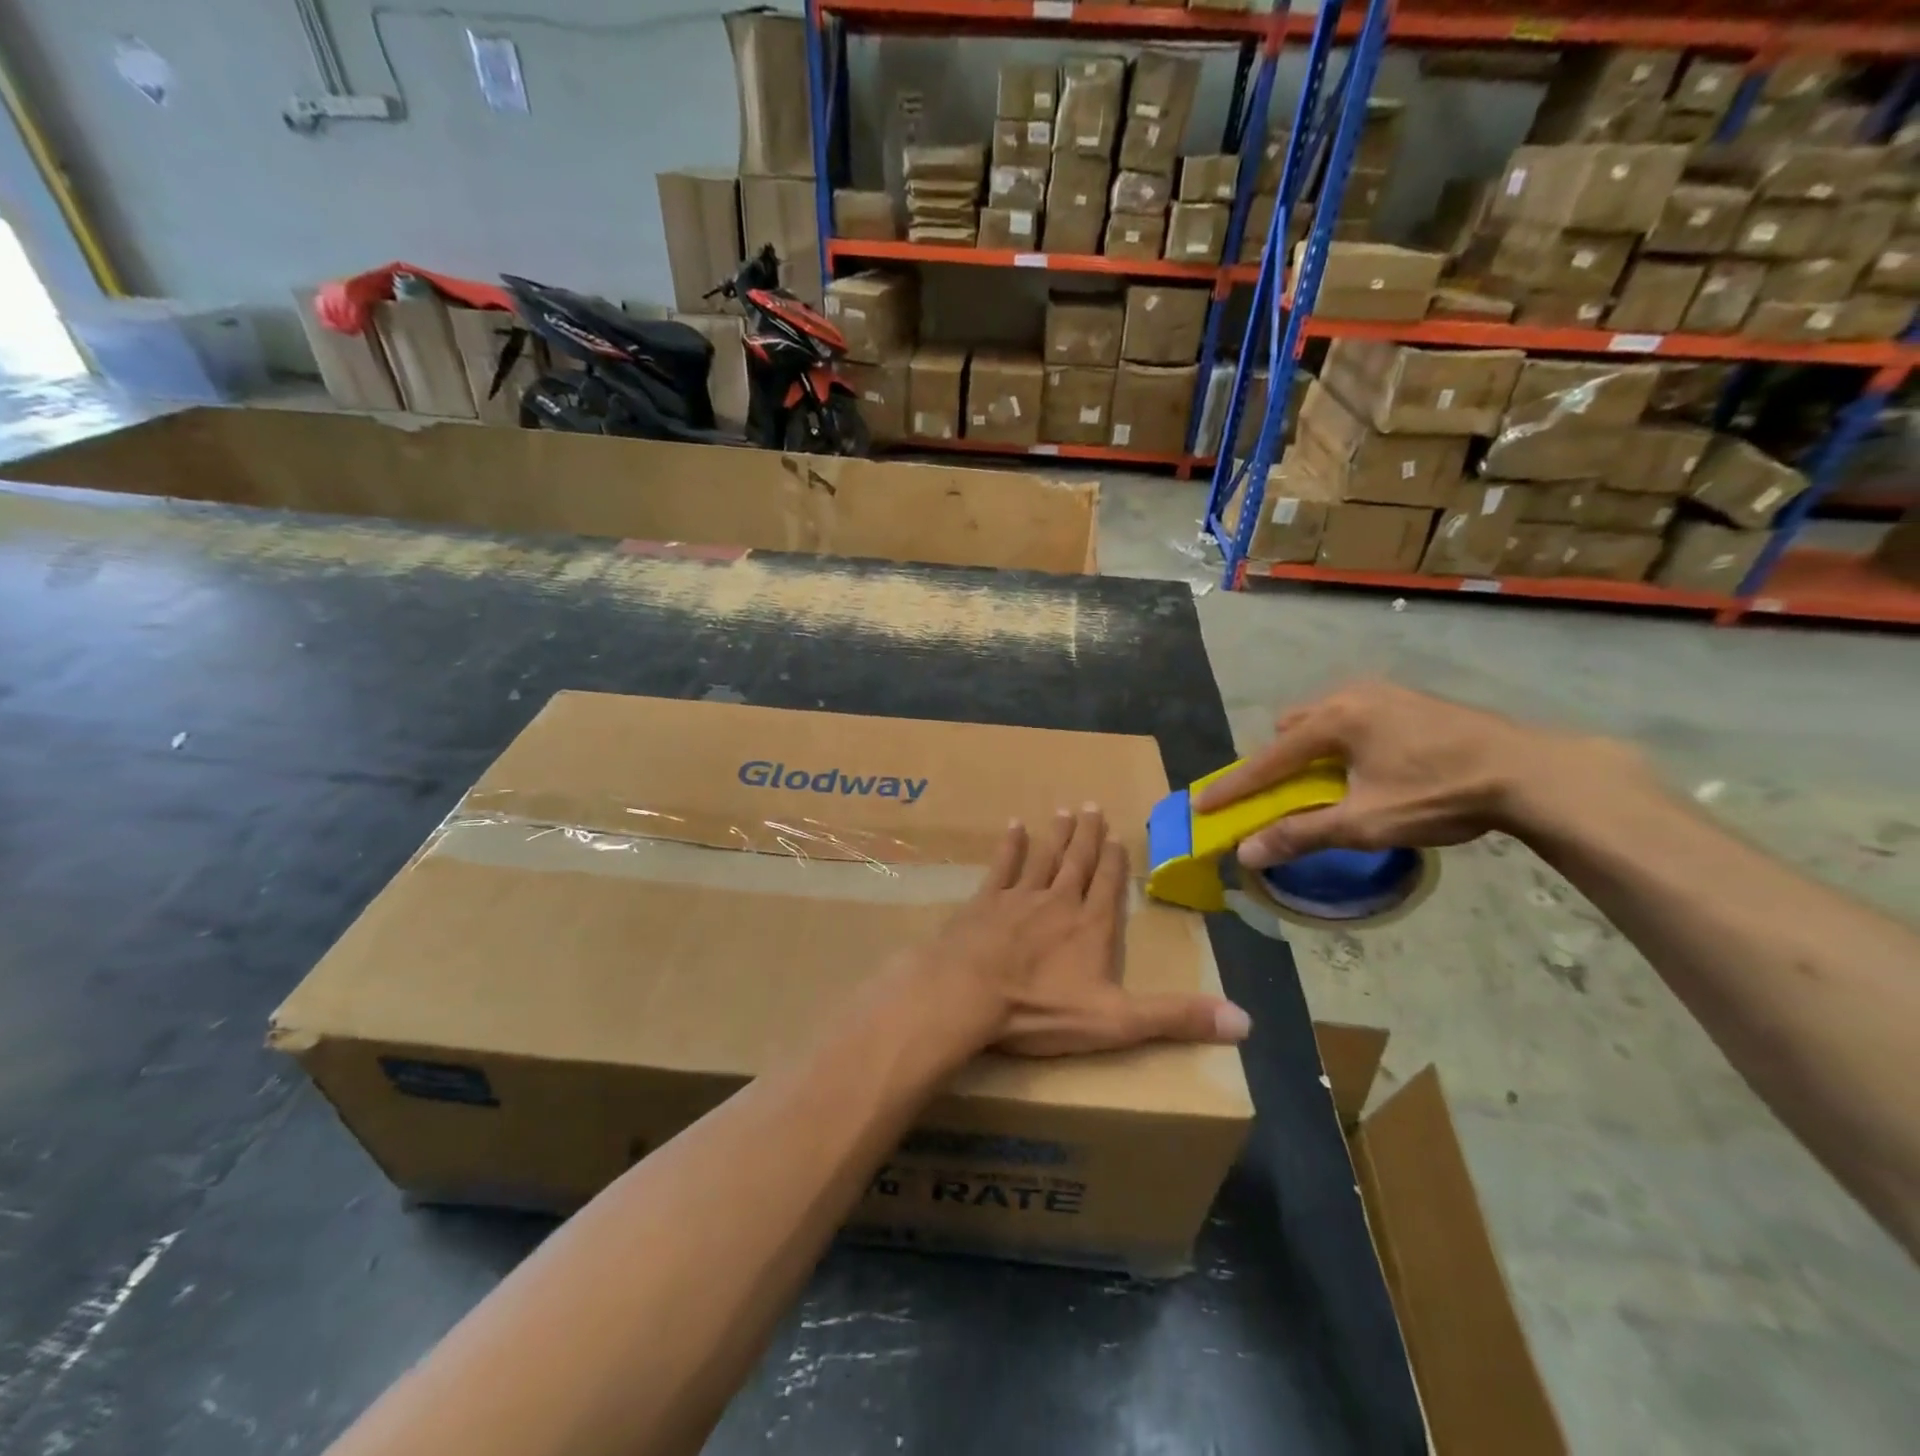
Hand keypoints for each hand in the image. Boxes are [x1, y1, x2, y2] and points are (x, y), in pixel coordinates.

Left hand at [914, 807, 1250, 1056]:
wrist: (968, 994)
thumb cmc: (1042, 1009)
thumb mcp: (1117, 1022)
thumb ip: (1176, 1017)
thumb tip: (1246, 1022)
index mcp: (1091, 926)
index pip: (1109, 885)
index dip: (1114, 861)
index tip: (1116, 836)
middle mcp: (1058, 901)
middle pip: (1077, 862)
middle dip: (1087, 835)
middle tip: (1092, 806)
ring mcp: (1019, 897)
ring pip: (1043, 857)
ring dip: (1055, 835)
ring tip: (1063, 810)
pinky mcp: (984, 902)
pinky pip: (1002, 866)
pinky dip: (1010, 846)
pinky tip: (1014, 827)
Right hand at [1192, 681, 1634, 868]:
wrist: (1533, 772)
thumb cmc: (1441, 795)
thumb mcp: (1366, 823)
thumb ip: (1301, 834)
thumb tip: (1247, 853)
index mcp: (1334, 720)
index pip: (1267, 759)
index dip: (1233, 787)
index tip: (1202, 806)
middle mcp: (1350, 696)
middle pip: (1291, 729)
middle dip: (1277, 761)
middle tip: (1283, 794)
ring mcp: (1383, 693)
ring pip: (1323, 719)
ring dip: (1311, 749)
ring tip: (1328, 782)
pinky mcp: (1409, 700)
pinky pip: (1352, 717)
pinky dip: (1341, 742)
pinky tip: (1369, 766)